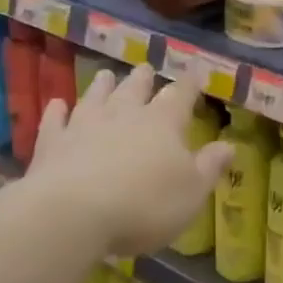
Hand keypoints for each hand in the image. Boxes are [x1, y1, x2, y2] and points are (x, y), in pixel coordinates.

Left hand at [25, 67, 232, 257]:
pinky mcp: (52, 143)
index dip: (190, 85)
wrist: (73, 214)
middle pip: (135, 88)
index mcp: (163, 123)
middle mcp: (124, 114)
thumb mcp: (192, 192)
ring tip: (105, 74)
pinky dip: (57, 111)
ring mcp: (84, 125)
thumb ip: (210, 166)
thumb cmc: (144, 205)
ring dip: (102, 85)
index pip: (181, 95)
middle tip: (145, 68)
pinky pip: (55, 120)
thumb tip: (229, 145)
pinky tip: (57, 104)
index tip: (195, 74)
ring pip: (95, 96)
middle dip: (143, 79)